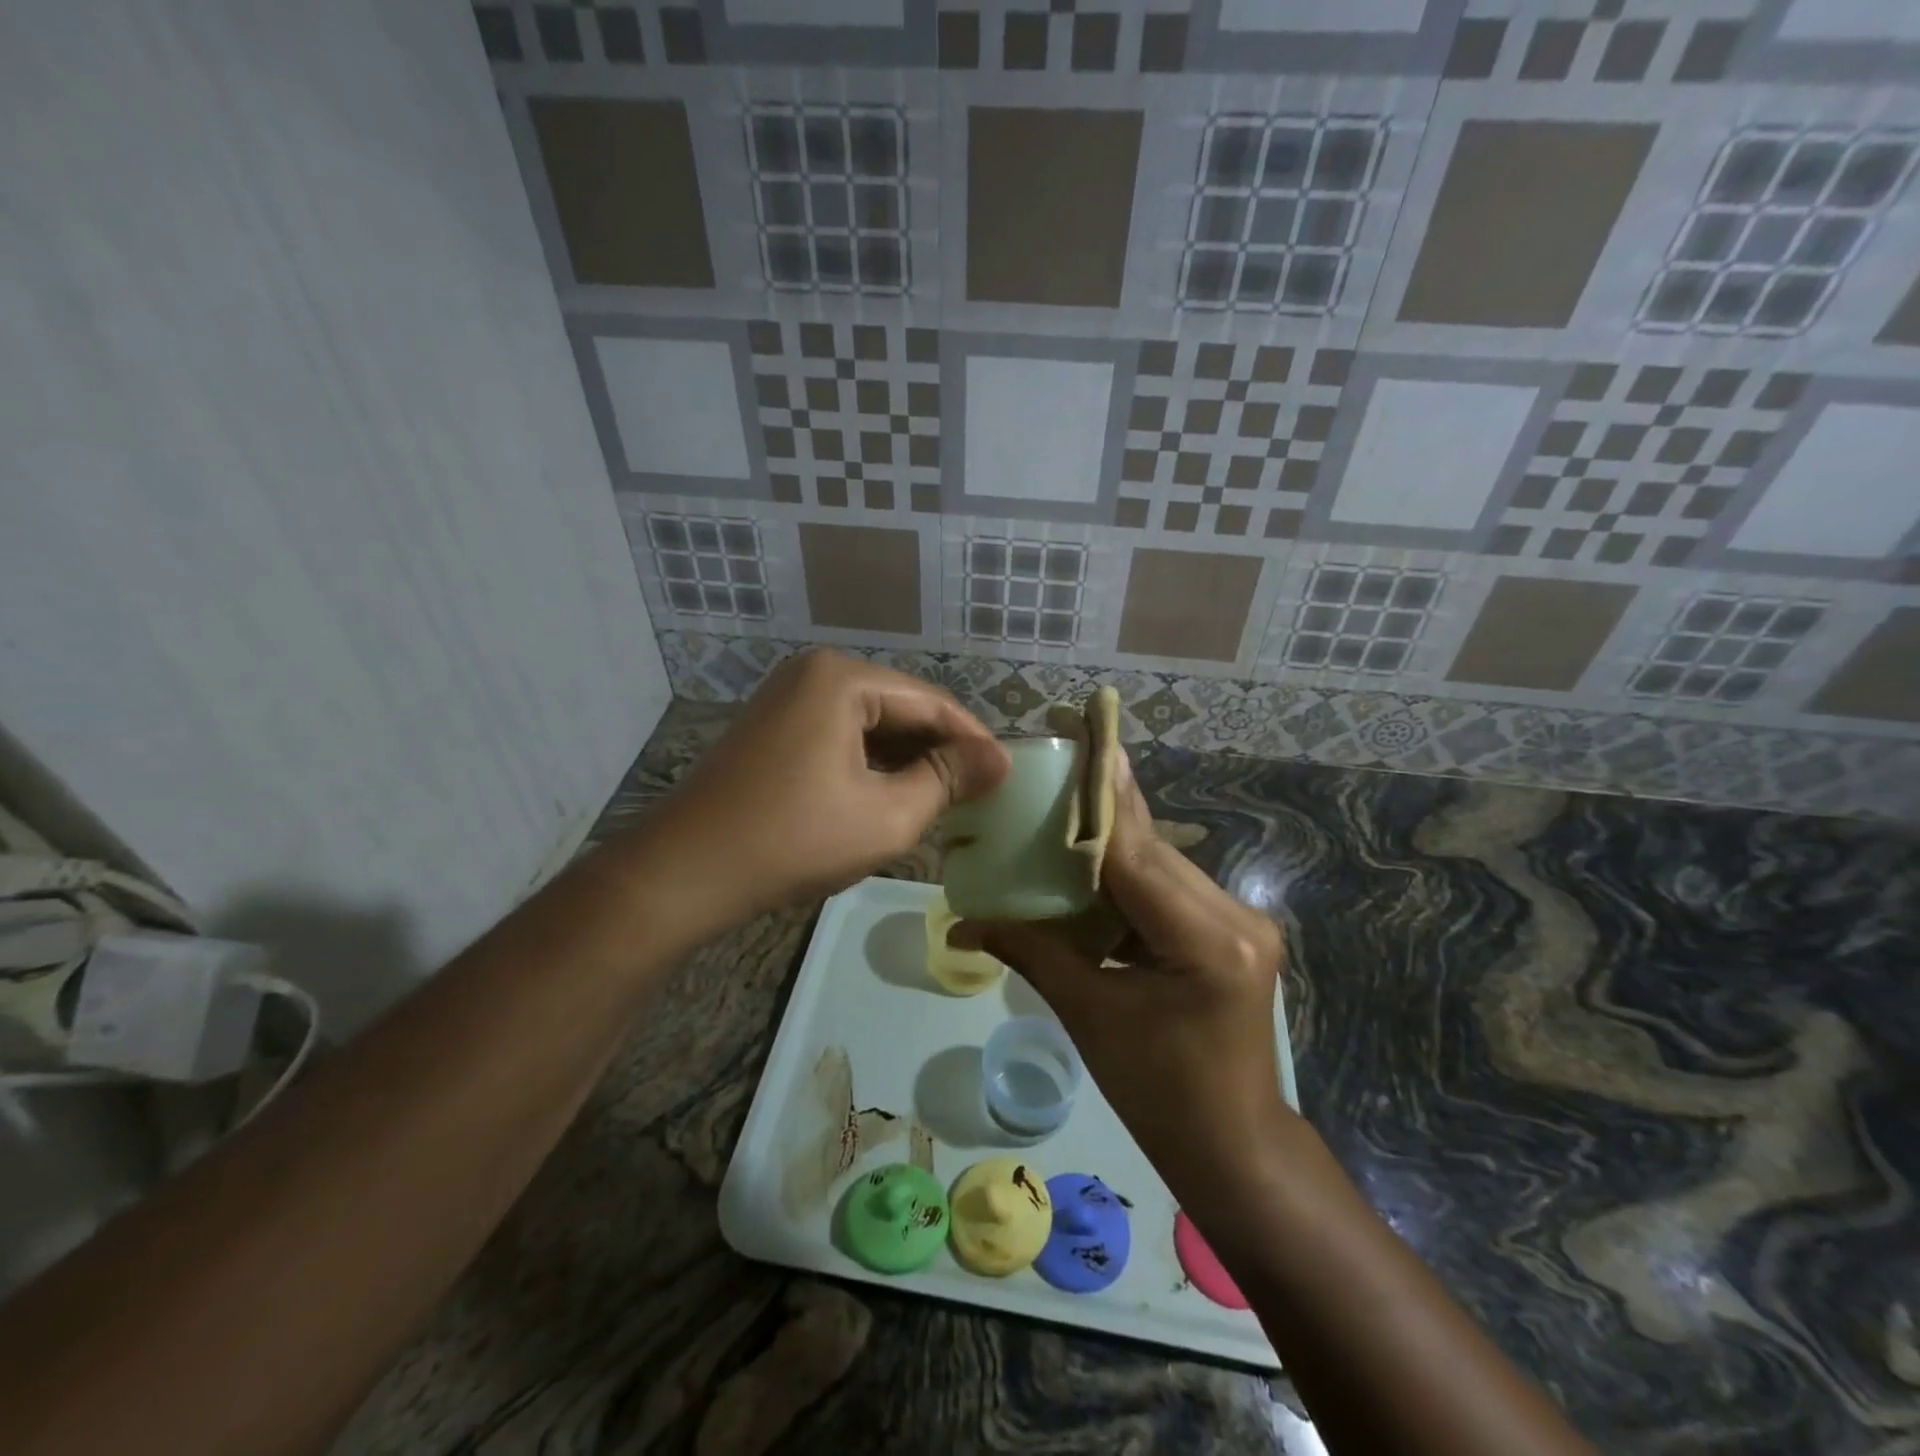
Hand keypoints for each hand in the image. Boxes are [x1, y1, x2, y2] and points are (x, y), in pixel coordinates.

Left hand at [645, 650, 1008, 925]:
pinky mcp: (773, 727)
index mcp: (843, 678)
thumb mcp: (887, 815)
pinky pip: (839, 735)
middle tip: (980, 791)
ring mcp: (787, 698)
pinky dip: (871, 763)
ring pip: (870, 724)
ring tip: (946, 797)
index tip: (1007, 776)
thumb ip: (948, 779)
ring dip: (907, 759)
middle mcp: (814, 672)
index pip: (932, 702)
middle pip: (900, 708)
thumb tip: (999, 760)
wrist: (684, 873)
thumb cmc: (793, 840)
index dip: (974, 741)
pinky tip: (893, 793)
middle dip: (940, 750)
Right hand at [952, 745, 1289, 1198]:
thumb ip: (1033, 952)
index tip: (1080, 741)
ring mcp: (1242, 922)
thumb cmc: (1158, 1095)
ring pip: (1162, 865)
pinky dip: (1129, 876)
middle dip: (1103, 812)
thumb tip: (962, 923)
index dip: (1100, 798)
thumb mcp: (1091, 1017)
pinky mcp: (1234, 931)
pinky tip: (1093, 864)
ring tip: (1066, 808)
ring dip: (1115, 843)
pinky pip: (1171, 889)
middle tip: (1061, 765)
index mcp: (1206, 941)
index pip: (1135, 854)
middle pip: (1152, 851)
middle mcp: (1235, 917)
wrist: (1233, 1147)